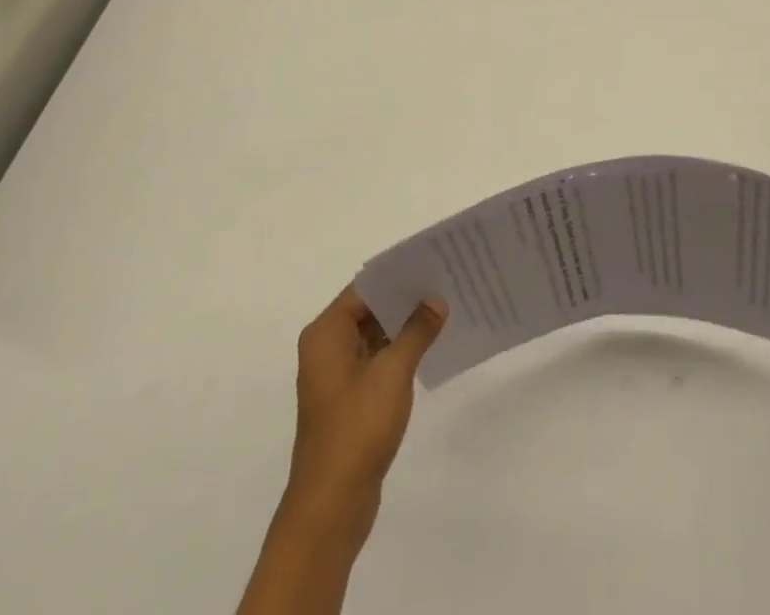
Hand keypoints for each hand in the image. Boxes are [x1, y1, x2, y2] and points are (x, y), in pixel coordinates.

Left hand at [284, 286, 446, 536]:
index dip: (397, 275)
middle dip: (404, 298)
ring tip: (443, 308)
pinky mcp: (349, 398)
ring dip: (404, 325)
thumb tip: (436, 300)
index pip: (364, 288)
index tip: (430, 263)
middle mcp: (326, 347)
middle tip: (444, 282)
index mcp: (326, 333)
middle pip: (368, 309)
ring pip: (374, 334)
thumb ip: (416, 331)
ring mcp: (336, 374)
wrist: (332, 506)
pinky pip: (376, 359)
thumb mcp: (392, 373)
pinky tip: (429, 345)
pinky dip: (399, 350)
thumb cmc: (357, 429)